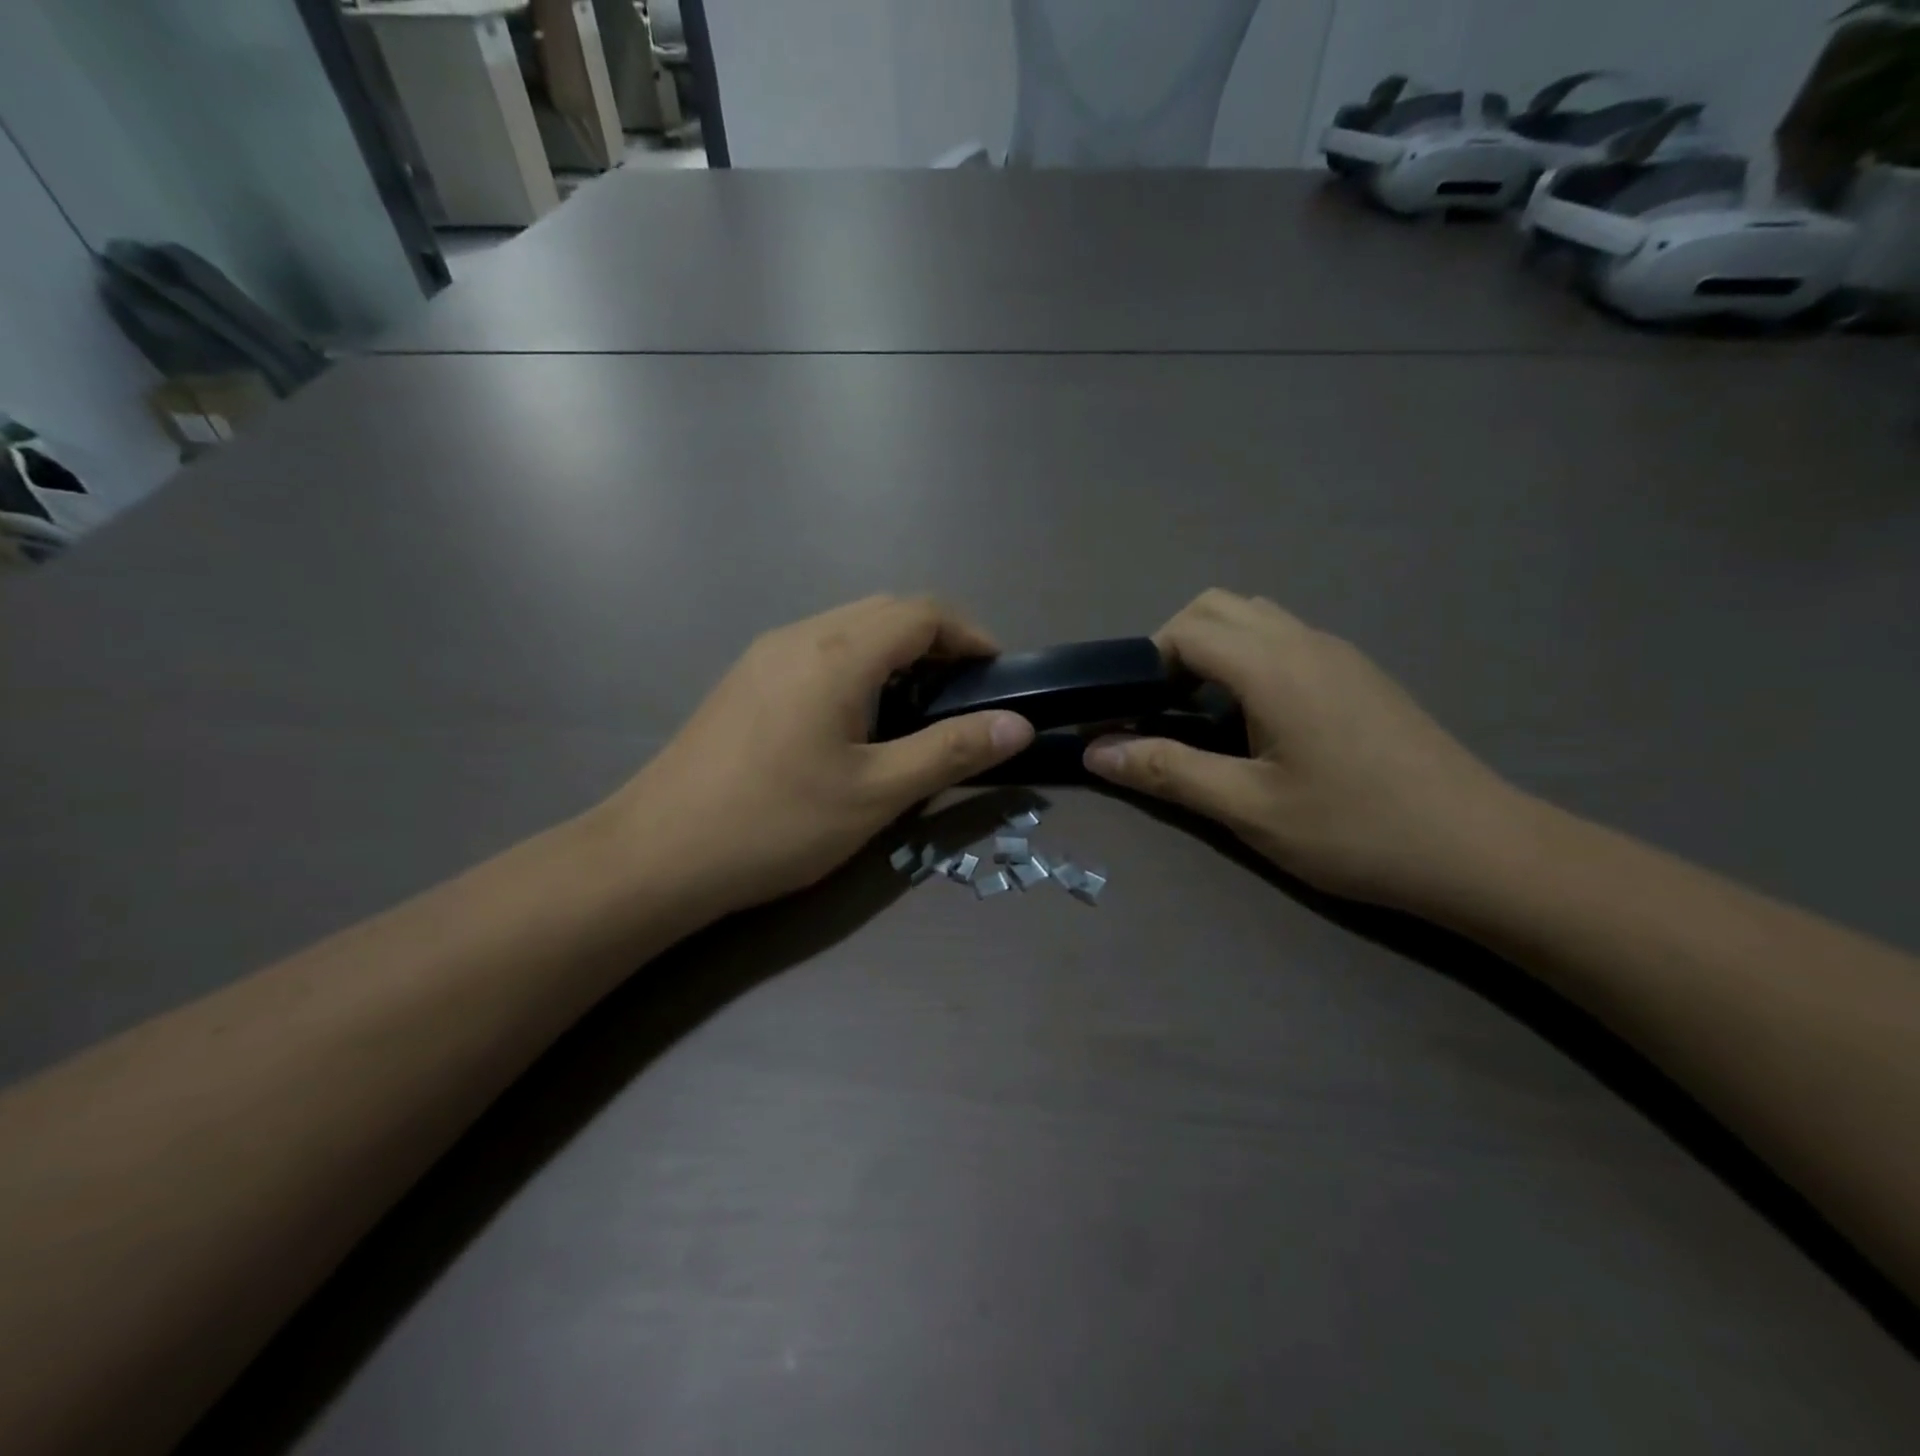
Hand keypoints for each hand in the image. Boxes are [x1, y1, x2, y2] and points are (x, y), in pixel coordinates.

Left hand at [598, 596, 1032, 916]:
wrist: (658, 854)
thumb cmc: (776, 823)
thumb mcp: (876, 794)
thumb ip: (950, 752)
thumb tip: (1018, 724)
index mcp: (837, 652)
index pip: (922, 612)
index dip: (970, 634)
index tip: (998, 674)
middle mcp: (800, 635)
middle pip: (886, 610)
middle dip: (936, 640)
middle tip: (964, 694)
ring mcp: (765, 655)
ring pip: (849, 627)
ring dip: (895, 651)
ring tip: (918, 707)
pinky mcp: (746, 680)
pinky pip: (819, 649)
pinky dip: (859, 664)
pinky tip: (857, 717)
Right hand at [1084, 590, 1524, 910]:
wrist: (1479, 849)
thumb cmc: (1354, 830)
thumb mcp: (1248, 808)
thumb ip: (1167, 772)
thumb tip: (1095, 752)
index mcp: (1274, 666)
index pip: (1187, 629)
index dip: (1146, 662)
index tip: (1134, 712)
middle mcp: (1305, 642)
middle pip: (1218, 606)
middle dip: (1175, 644)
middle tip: (1164, 707)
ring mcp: (1340, 654)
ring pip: (1256, 618)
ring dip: (1216, 649)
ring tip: (1206, 714)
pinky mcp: (1360, 674)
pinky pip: (1288, 640)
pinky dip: (1251, 659)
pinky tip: (1261, 723)